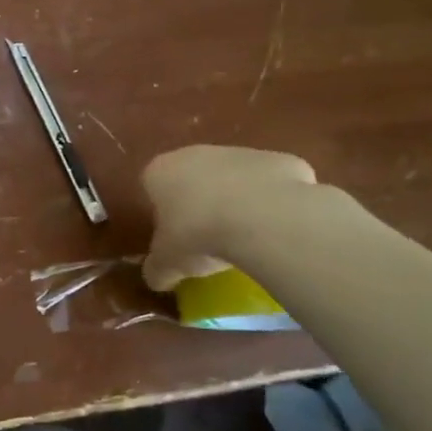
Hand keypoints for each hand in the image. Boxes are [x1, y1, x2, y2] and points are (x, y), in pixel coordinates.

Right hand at [140, 145, 316, 291]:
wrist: (264, 217)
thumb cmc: (198, 234)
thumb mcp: (168, 263)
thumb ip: (158, 269)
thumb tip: (157, 278)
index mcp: (160, 172)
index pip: (152, 187)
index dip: (162, 213)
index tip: (174, 238)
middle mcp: (195, 153)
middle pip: (193, 178)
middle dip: (199, 204)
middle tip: (208, 238)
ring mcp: (240, 152)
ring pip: (233, 178)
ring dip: (236, 201)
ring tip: (246, 238)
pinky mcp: (279, 160)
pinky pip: (270, 184)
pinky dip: (272, 202)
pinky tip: (276, 228)